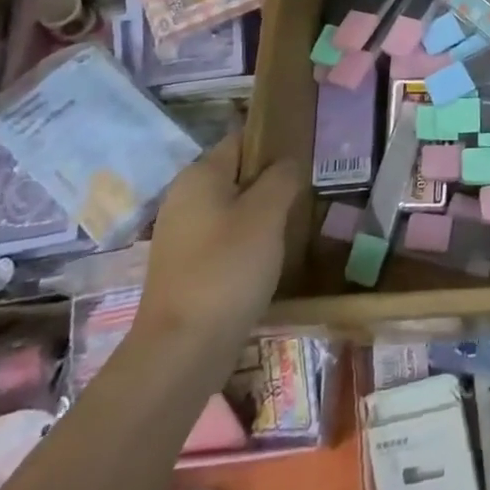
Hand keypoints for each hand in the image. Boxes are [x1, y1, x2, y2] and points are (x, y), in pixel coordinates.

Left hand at [140, 151, 301, 373]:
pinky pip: (224, 238)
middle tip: (307, 191)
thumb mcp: (267, 214)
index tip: (307, 153)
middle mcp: (184, 198)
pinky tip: (270, 256)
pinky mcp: (185, 267)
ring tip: (295, 223)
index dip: (275, 141)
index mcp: (199, 175)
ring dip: (262, 213)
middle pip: (237, 174)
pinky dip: (247, 241)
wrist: (182, 350)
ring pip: (232, 208)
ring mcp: (181, 235)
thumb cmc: (227, 269)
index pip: (242, 139)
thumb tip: (289, 162)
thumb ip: (282, 177)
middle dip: (271, 180)